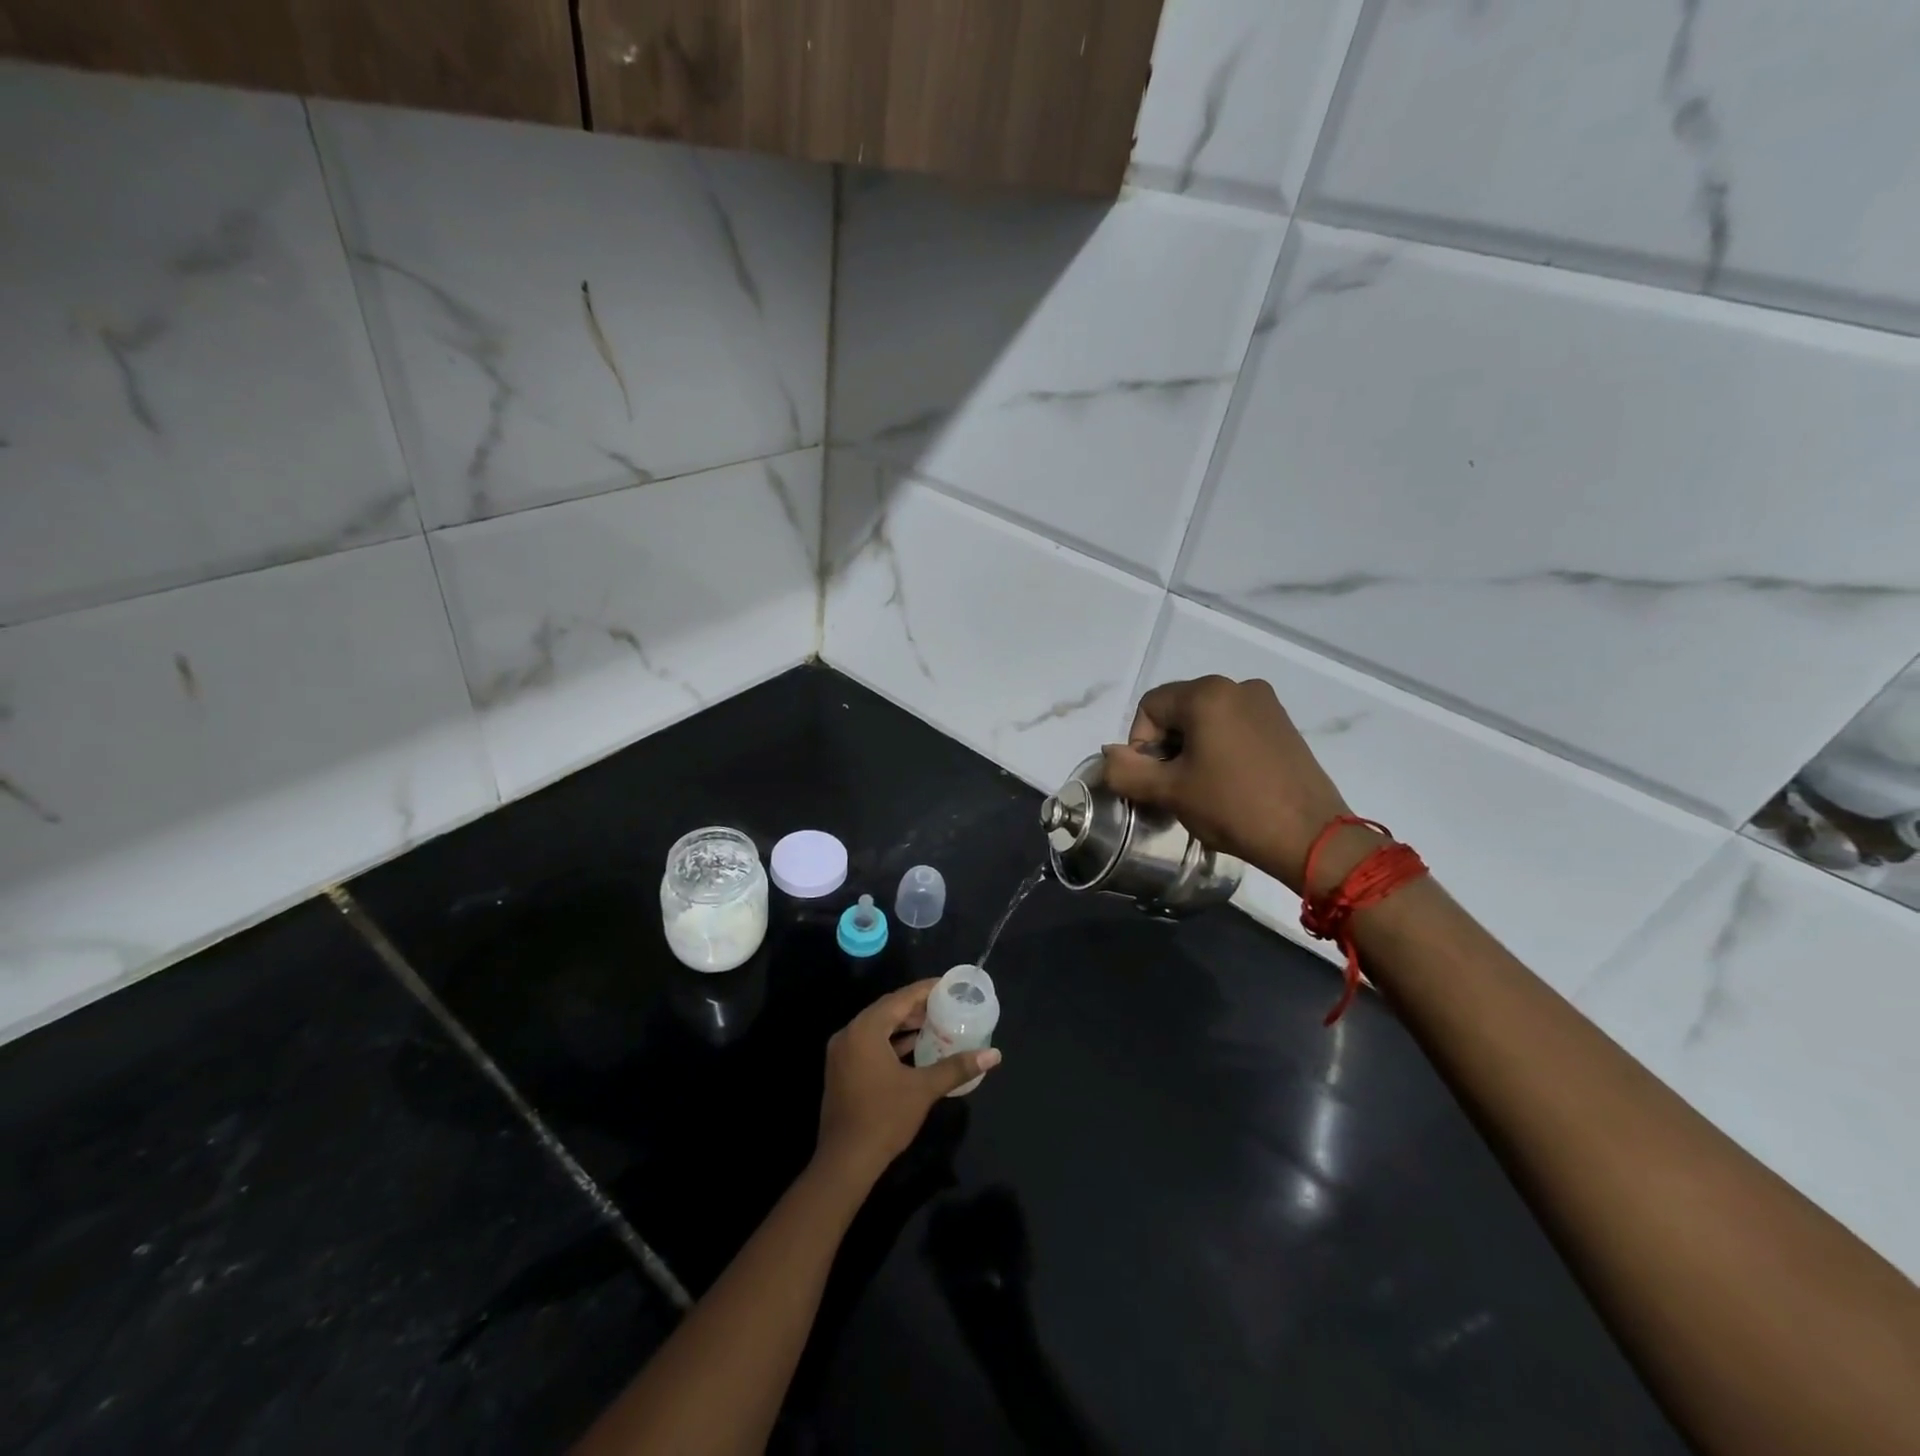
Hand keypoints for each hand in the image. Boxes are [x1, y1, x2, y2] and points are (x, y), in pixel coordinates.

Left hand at [815, 980, 1001, 1185]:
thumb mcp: (923, 1089)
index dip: (925, 990)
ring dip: (904, 1025)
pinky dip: (891, 1042)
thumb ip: (957, 1067)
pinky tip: (914, 1048)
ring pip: (878, 1028)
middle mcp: (849, 1034)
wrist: (845, 1162)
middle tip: (946, 1005)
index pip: (899, 999)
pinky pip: (870, 1043)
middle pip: (887, 1010)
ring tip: (935, 1024)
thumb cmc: (884, 1118)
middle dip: (916, 1007)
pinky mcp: (842, 1070)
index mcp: (865, 1030)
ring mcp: (842, 1053)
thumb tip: (993, 1054)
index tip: (948, 986)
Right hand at [1101, 675, 1359, 894]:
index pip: (1150, 707)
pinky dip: (1220, 748)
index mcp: (1207, 694)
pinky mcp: (1283, 725)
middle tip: (1174, 787)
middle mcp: (1237, 687)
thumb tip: (1110, 756)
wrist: (1310, 837)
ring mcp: (1266, 704)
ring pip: (1207, 720)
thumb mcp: (1170, 791)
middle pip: (1179, 710)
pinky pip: (1235, 727)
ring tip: (1202, 788)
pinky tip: (1229, 783)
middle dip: (1167, 746)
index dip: (1140, 744)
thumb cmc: (1233, 807)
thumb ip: (1127, 770)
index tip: (1154, 780)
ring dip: (1192, 749)